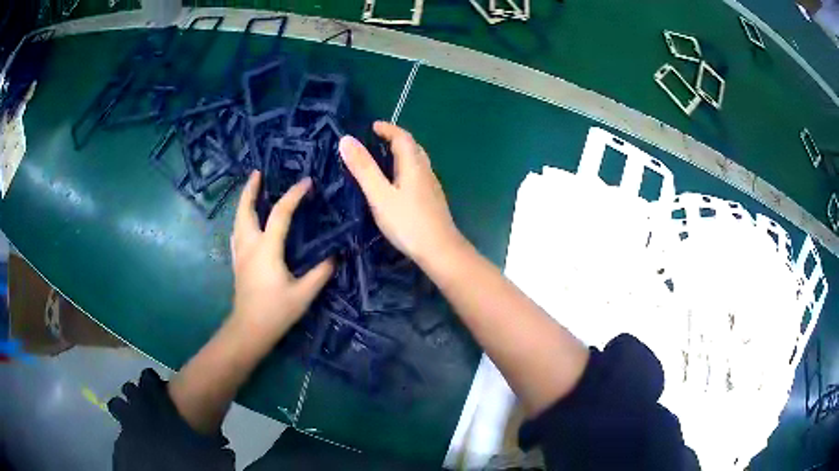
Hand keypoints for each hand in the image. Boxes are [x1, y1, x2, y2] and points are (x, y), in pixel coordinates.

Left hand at [229, 172, 333, 339]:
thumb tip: (335, 256)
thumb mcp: (303, 294)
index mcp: (267, 249)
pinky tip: (244, 221)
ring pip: (237, 220)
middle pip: (246, 210)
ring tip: (251, 190)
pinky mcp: (237, 262)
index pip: (280, 214)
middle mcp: (250, 245)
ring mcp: (240, 253)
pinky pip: (236, 232)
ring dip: (244, 202)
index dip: (293, 195)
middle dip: (251, 189)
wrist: (249, 330)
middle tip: (258, 173)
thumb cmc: (276, 312)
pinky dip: (240, 219)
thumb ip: (320, 273)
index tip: (306, 182)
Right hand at [339, 121, 463, 262]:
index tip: (372, 127)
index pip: (402, 137)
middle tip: (376, 142)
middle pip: (413, 147)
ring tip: (384, 161)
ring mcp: (432, 186)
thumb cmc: (408, 222)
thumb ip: (363, 168)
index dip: (388, 129)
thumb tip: (346, 139)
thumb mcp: (379, 195)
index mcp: (413, 165)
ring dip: (402, 155)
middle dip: (395, 140)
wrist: (440, 251)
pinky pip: (419, 175)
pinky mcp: (433, 201)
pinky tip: (398, 185)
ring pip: (418, 162)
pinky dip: (406, 170)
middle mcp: (426, 171)